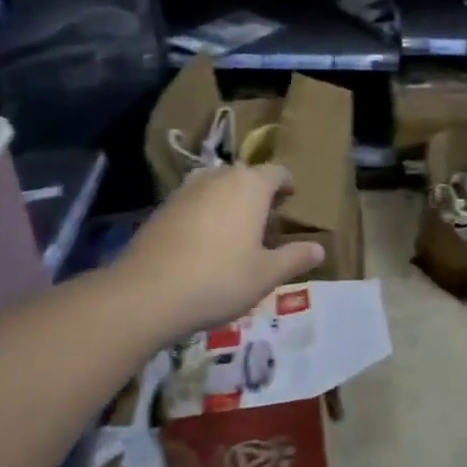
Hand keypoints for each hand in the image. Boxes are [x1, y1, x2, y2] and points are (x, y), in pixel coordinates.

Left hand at [116, 164, 323, 336]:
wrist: (146, 294)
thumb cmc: (220, 279)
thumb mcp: (266, 274)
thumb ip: (294, 257)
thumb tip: (319, 248)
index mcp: (250, 185)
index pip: (277, 172)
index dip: (287, 186)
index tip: (291, 202)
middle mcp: (218, 177)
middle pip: (245, 176)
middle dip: (258, 194)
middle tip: (267, 221)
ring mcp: (185, 190)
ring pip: (216, 188)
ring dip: (229, 203)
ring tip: (236, 231)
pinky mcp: (162, 209)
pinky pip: (193, 203)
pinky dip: (204, 215)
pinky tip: (204, 244)